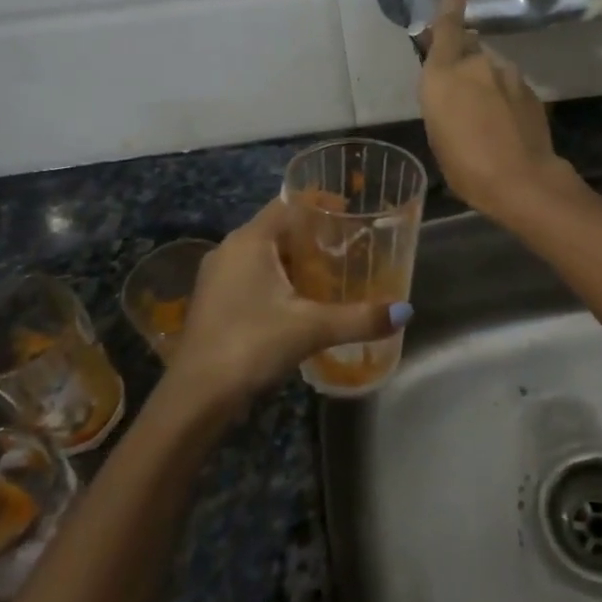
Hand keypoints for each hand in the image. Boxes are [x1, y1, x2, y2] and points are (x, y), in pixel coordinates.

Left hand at [164, 198, 403, 413]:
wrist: (196, 397)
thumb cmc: (251, 344)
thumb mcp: (311, 328)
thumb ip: (359, 318)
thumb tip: (405, 311)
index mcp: (249, 241)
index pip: (288, 204)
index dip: (319, 204)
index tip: (350, 213)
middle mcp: (229, 250)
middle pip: (277, 229)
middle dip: (312, 236)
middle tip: (348, 248)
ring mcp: (217, 277)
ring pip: (263, 255)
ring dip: (294, 261)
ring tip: (330, 274)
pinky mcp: (214, 302)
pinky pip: (252, 276)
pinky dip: (278, 280)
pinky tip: (300, 303)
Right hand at [418, 0, 576, 221]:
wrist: (521, 179)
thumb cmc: (465, 165)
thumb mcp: (438, 133)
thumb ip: (443, 100)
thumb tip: (453, 87)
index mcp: (443, 75)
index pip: (446, 29)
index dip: (450, 6)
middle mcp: (475, 65)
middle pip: (469, 48)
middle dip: (463, 57)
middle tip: (460, 85)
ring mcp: (507, 75)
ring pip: (491, 67)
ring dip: (485, 79)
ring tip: (484, 111)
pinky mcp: (529, 90)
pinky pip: (509, 84)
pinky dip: (503, 94)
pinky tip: (503, 120)